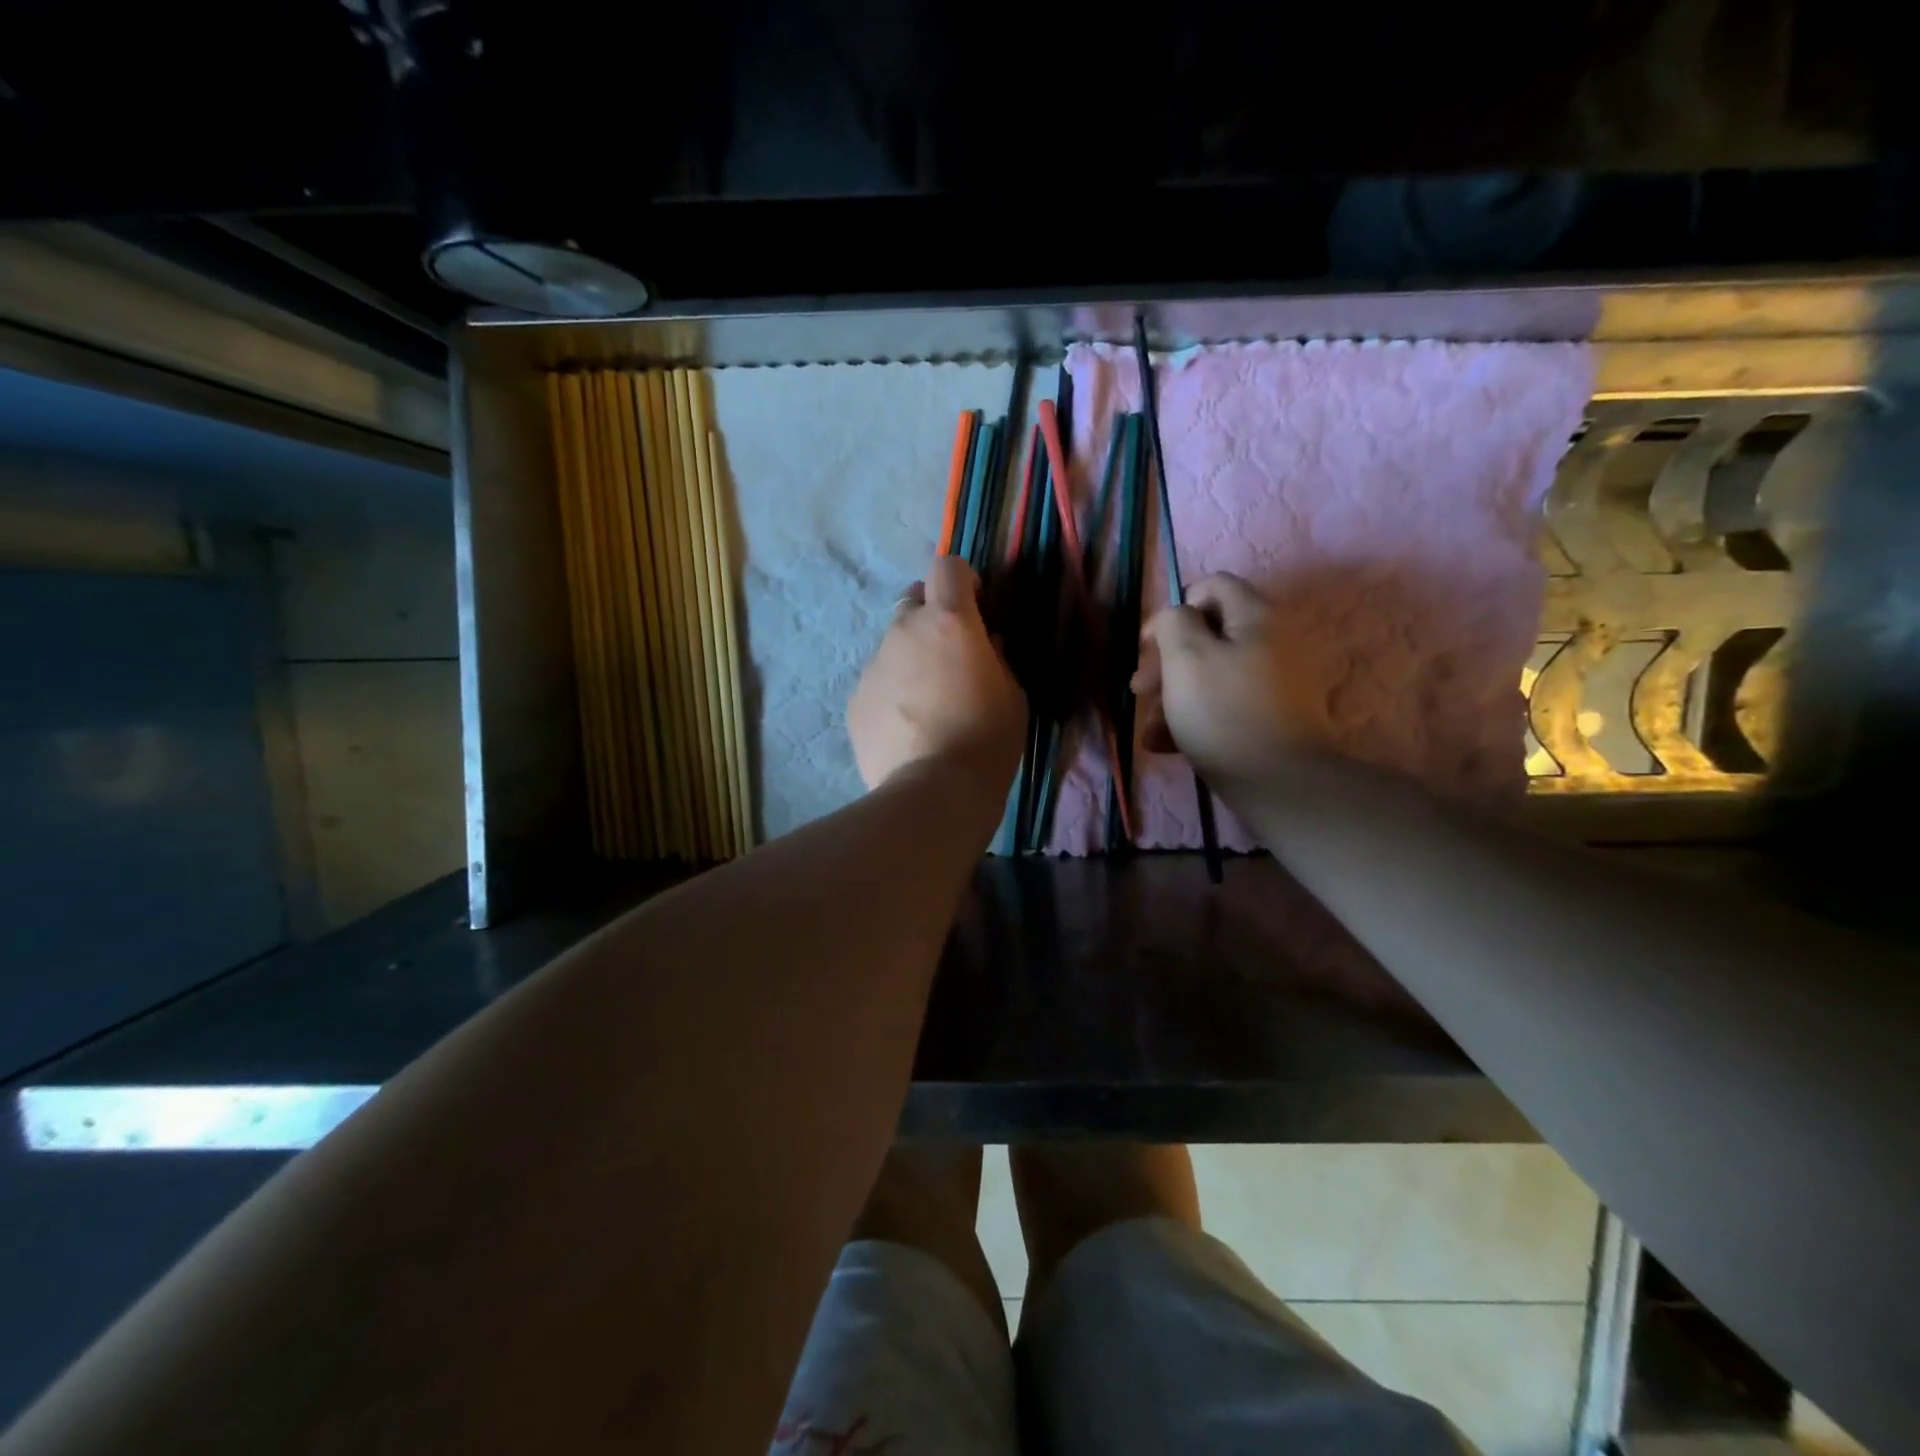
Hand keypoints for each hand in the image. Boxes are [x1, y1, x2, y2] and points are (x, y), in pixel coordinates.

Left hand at [849, 556, 1024, 791]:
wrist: (934, 791)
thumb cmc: (987, 738)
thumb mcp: (1013, 695)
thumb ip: (997, 657)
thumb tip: (987, 642)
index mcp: (949, 621)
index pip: (947, 567)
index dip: (962, 579)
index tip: (975, 605)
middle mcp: (904, 631)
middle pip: (914, 602)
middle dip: (932, 618)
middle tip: (950, 656)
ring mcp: (874, 665)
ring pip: (893, 646)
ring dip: (910, 659)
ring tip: (927, 703)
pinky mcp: (855, 699)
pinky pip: (877, 682)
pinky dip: (892, 692)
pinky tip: (907, 728)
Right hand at [1132, 573, 1332, 789]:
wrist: (1280, 782)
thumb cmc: (1224, 713)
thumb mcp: (1185, 657)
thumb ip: (1174, 622)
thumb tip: (1177, 617)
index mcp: (1256, 616)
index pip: (1211, 586)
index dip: (1173, 610)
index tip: (1149, 647)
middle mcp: (1274, 640)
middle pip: (1209, 634)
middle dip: (1168, 662)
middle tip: (1141, 691)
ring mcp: (1278, 680)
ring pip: (1213, 674)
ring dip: (1176, 696)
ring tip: (1151, 730)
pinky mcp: (1276, 716)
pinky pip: (1228, 703)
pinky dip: (1198, 717)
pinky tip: (1169, 745)